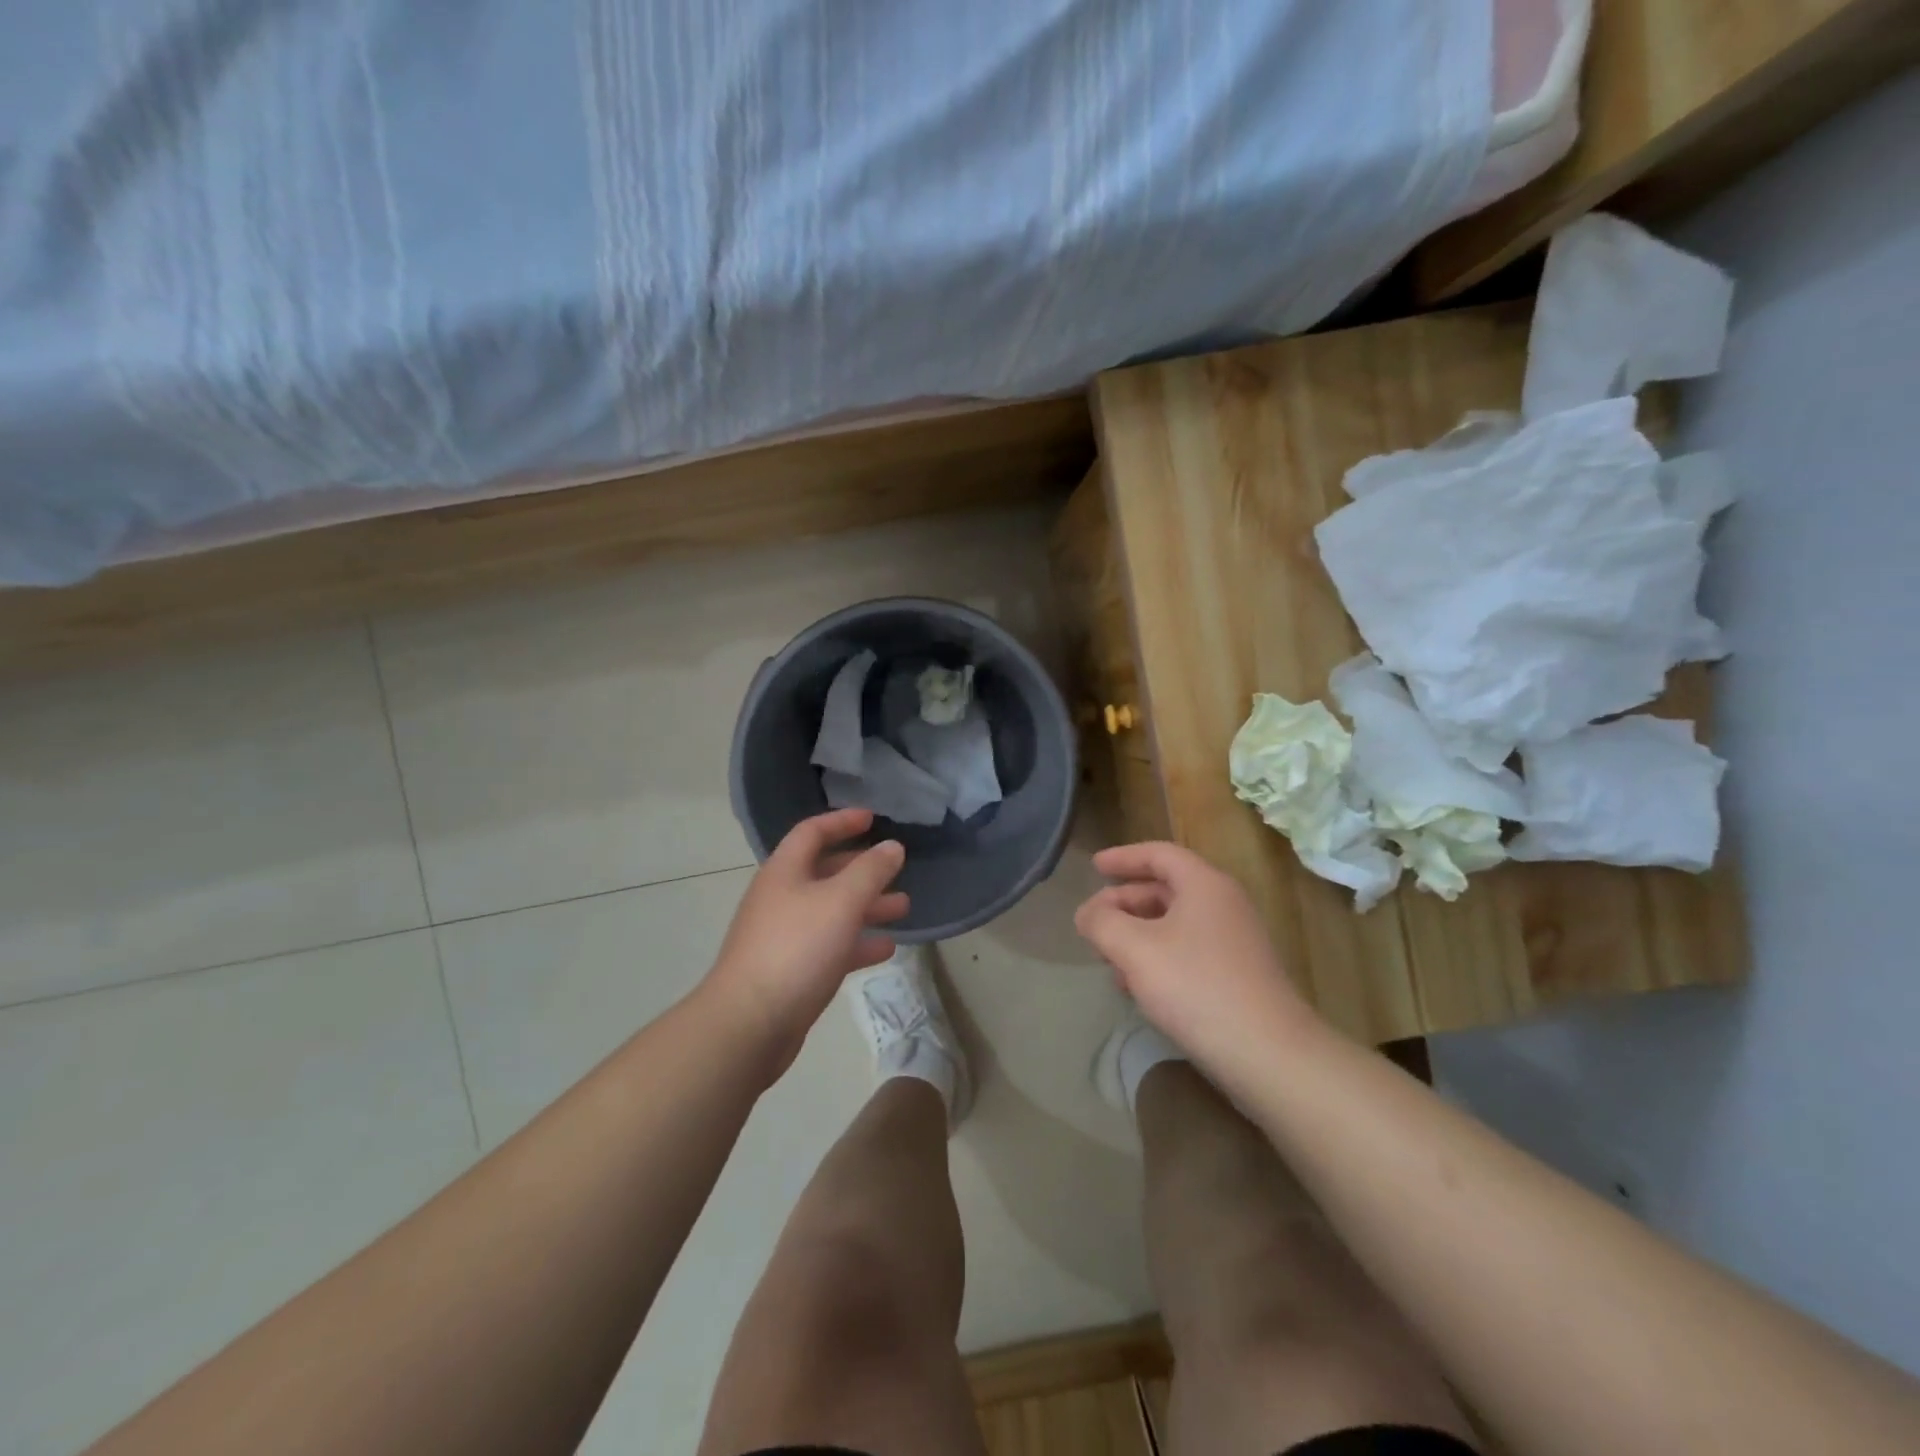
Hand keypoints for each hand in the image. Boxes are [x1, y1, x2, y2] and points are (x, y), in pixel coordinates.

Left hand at [703, 808, 907, 1077]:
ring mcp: (785, 936)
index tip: (872, 818)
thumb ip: (871, 871)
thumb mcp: (841, 902)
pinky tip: (885, 948)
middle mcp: (782, 898)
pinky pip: (830, 946)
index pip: (812, 832)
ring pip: (832, 911)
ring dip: (866, 906)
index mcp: (785, 872)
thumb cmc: (796, 948)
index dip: (842, 821)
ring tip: (903, 908)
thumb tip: (892, 846)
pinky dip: (857, 943)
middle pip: (825, 872)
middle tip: (897, 869)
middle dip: (862, 869)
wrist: (749, 1023)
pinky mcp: (792, 970)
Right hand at [1074, 841, 1318, 1081]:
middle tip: (1092, 923)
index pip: (1159, 854)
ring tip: (1108, 959)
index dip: (1123, 857)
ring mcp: (1234, 941)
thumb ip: (1102, 922)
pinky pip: (1187, 951)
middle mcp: (1223, 904)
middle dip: (1124, 903)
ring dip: (1136, 934)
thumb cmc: (1197, 987)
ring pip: (1173, 923)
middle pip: (1165, 888)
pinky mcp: (1237, 975)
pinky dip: (1156, 957)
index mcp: (1204, 885)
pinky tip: (1137, 988)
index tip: (1094, 867)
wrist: (1269, 1055)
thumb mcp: (1135, 949)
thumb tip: (1088, 913)